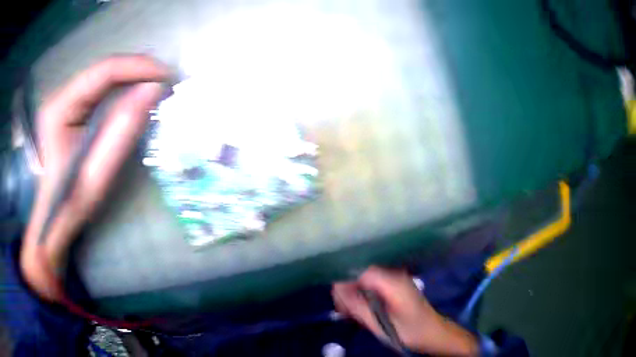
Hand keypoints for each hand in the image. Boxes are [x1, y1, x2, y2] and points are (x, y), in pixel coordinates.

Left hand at [20, 55, 171, 300]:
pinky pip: (99, 88)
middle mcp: (60, 96)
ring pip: (103, 76)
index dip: (137, 67)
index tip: (166, 76)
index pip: (103, 72)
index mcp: (60, 109)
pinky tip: (135, 95)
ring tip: (156, 87)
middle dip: (137, 71)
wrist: (52, 218)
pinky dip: (121, 88)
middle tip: (165, 81)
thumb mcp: (97, 174)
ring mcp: (63, 100)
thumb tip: (152, 91)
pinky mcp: (69, 107)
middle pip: (104, 70)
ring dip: (131, 77)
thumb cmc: (71, 202)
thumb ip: (122, 131)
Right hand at [332, 266, 478, 355]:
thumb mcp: (380, 324)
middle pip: (360, 274)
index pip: (359, 271)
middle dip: (349, 292)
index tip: (340, 305)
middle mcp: (394, 274)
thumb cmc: (409, 331)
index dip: (345, 284)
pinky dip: (364, 296)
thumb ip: (358, 306)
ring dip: (356, 296)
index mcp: (392, 281)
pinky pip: (373, 285)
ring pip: (365, 279)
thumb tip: (336, 289)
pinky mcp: (396, 285)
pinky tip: (364, 311)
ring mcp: (396, 278)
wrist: (434, 333)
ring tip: (353, 315)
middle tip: (346, 314)